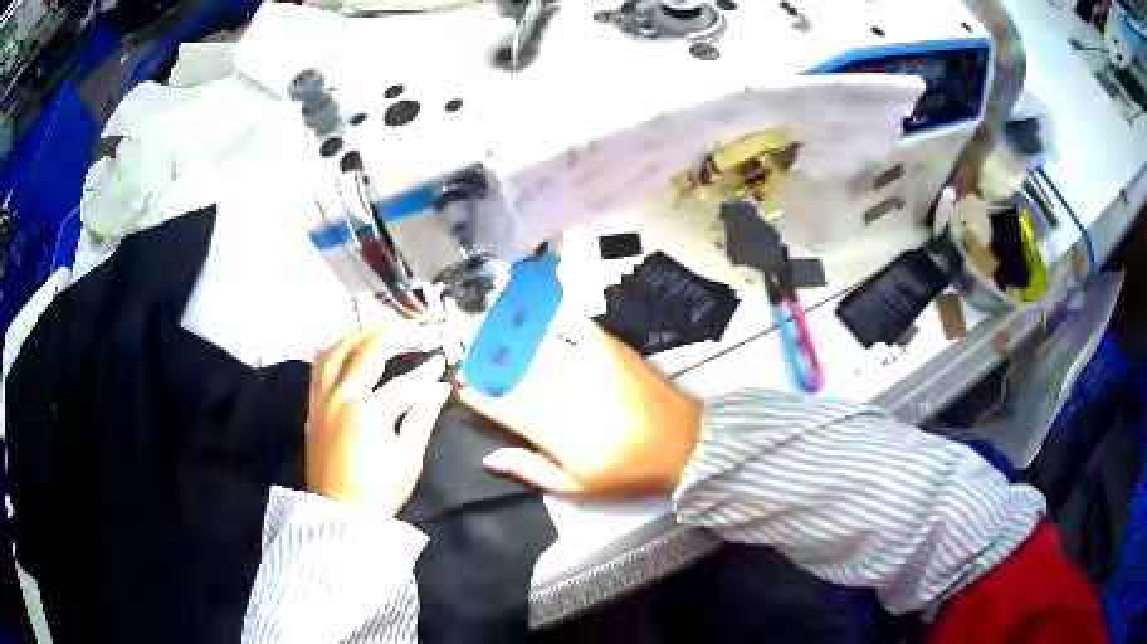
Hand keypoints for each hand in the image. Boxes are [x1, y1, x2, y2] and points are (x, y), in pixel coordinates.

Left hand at [307, 326, 450, 515]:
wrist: (338, 514)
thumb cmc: (379, 492)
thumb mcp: (408, 459)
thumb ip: (422, 418)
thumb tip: (440, 388)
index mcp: (370, 412)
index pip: (405, 382)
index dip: (427, 371)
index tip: (441, 360)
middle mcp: (342, 396)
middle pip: (368, 351)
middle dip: (393, 335)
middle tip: (413, 329)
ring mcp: (323, 398)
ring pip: (337, 350)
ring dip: (360, 335)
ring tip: (380, 331)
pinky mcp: (313, 405)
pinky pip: (319, 367)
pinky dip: (334, 350)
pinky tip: (346, 347)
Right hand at [460, 317, 702, 499]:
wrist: (683, 445)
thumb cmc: (627, 473)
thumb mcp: (577, 487)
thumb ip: (531, 470)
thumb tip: (491, 457)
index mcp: (552, 429)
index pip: (503, 406)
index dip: (479, 395)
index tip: (463, 386)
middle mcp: (563, 392)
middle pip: (516, 372)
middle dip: (489, 362)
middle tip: (471, 354)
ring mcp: (587, 366)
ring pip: (540, 348)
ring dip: (513, 337)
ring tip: (494, 329)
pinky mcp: (611, 350)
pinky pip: (577, 326)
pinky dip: (557, 315)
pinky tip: (542, 306)